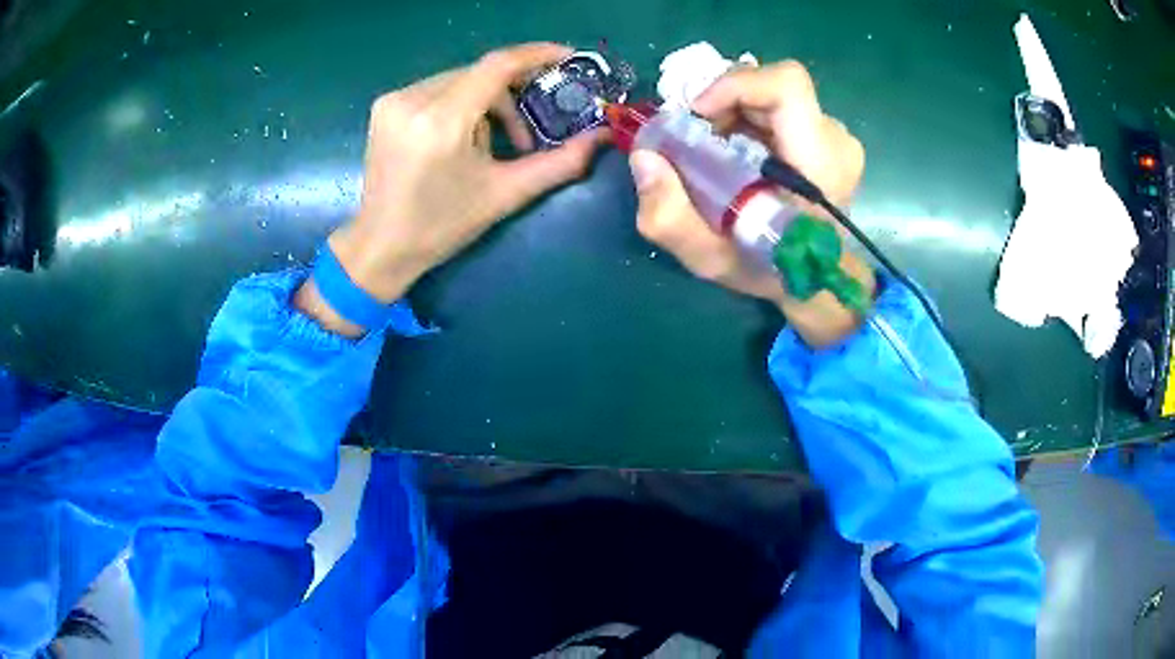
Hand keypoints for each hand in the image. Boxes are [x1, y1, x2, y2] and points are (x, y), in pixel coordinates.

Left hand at [298, 43, 608, 335]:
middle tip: (527, 134)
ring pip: (460, 80)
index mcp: (440, 122)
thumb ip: (559, 163)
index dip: (537, 55)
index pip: (497, 65)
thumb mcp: (505, 195)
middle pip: (480, 74)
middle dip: (511, 95)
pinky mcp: (385, 105)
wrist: (381, 245)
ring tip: (487, 146)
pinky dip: (460, 106)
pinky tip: (458, 139)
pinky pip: (438, 89)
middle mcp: (412, 100)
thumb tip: (602, 137)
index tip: (568, 57)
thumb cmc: (442, 226)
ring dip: (485, 103)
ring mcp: (394, 100)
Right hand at [630, 61, 872, 347]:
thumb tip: (645, 156)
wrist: (815, 279)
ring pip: (769, 94)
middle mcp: (833, 140)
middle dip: (722, 103)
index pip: (787, 86)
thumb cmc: (769, 270)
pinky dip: (745, 119)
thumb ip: (669, 216)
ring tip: (714, 152)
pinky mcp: (824, 134)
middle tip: (695, 139)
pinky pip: (776, 105)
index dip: (734, 85)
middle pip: (769, 85)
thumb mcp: (710, 258)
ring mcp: (832, 135)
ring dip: (731, 113)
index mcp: (820, 164)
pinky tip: (735, 153)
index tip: (698, 114)